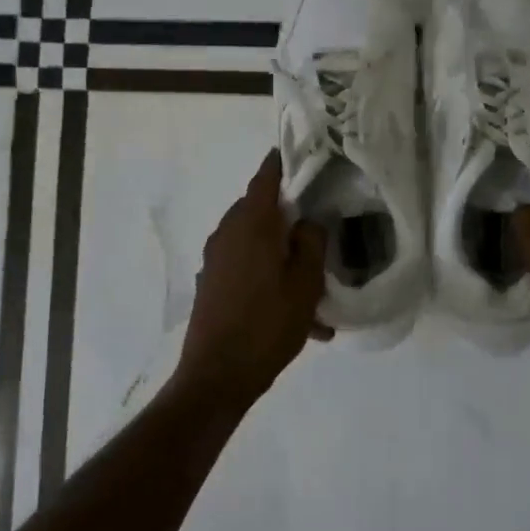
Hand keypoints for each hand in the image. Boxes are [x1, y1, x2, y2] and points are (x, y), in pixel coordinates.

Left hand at [171, 151, 329, 409]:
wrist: (216, 376)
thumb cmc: (267, 325)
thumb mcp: (305, 283)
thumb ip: (312, 243)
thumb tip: (308, 221)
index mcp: (251, 223)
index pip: (266, 177)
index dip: (283, 162)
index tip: (301, 153)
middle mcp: (227, 233)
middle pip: (260, 210)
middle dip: (289, 217)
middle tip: (318, 228)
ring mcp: (215, 260)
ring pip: (256, 244)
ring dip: (282, 256)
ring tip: (313, 290)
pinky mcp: (211, 284)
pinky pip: (246, 270)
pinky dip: (269, 280)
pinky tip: (295, 316)